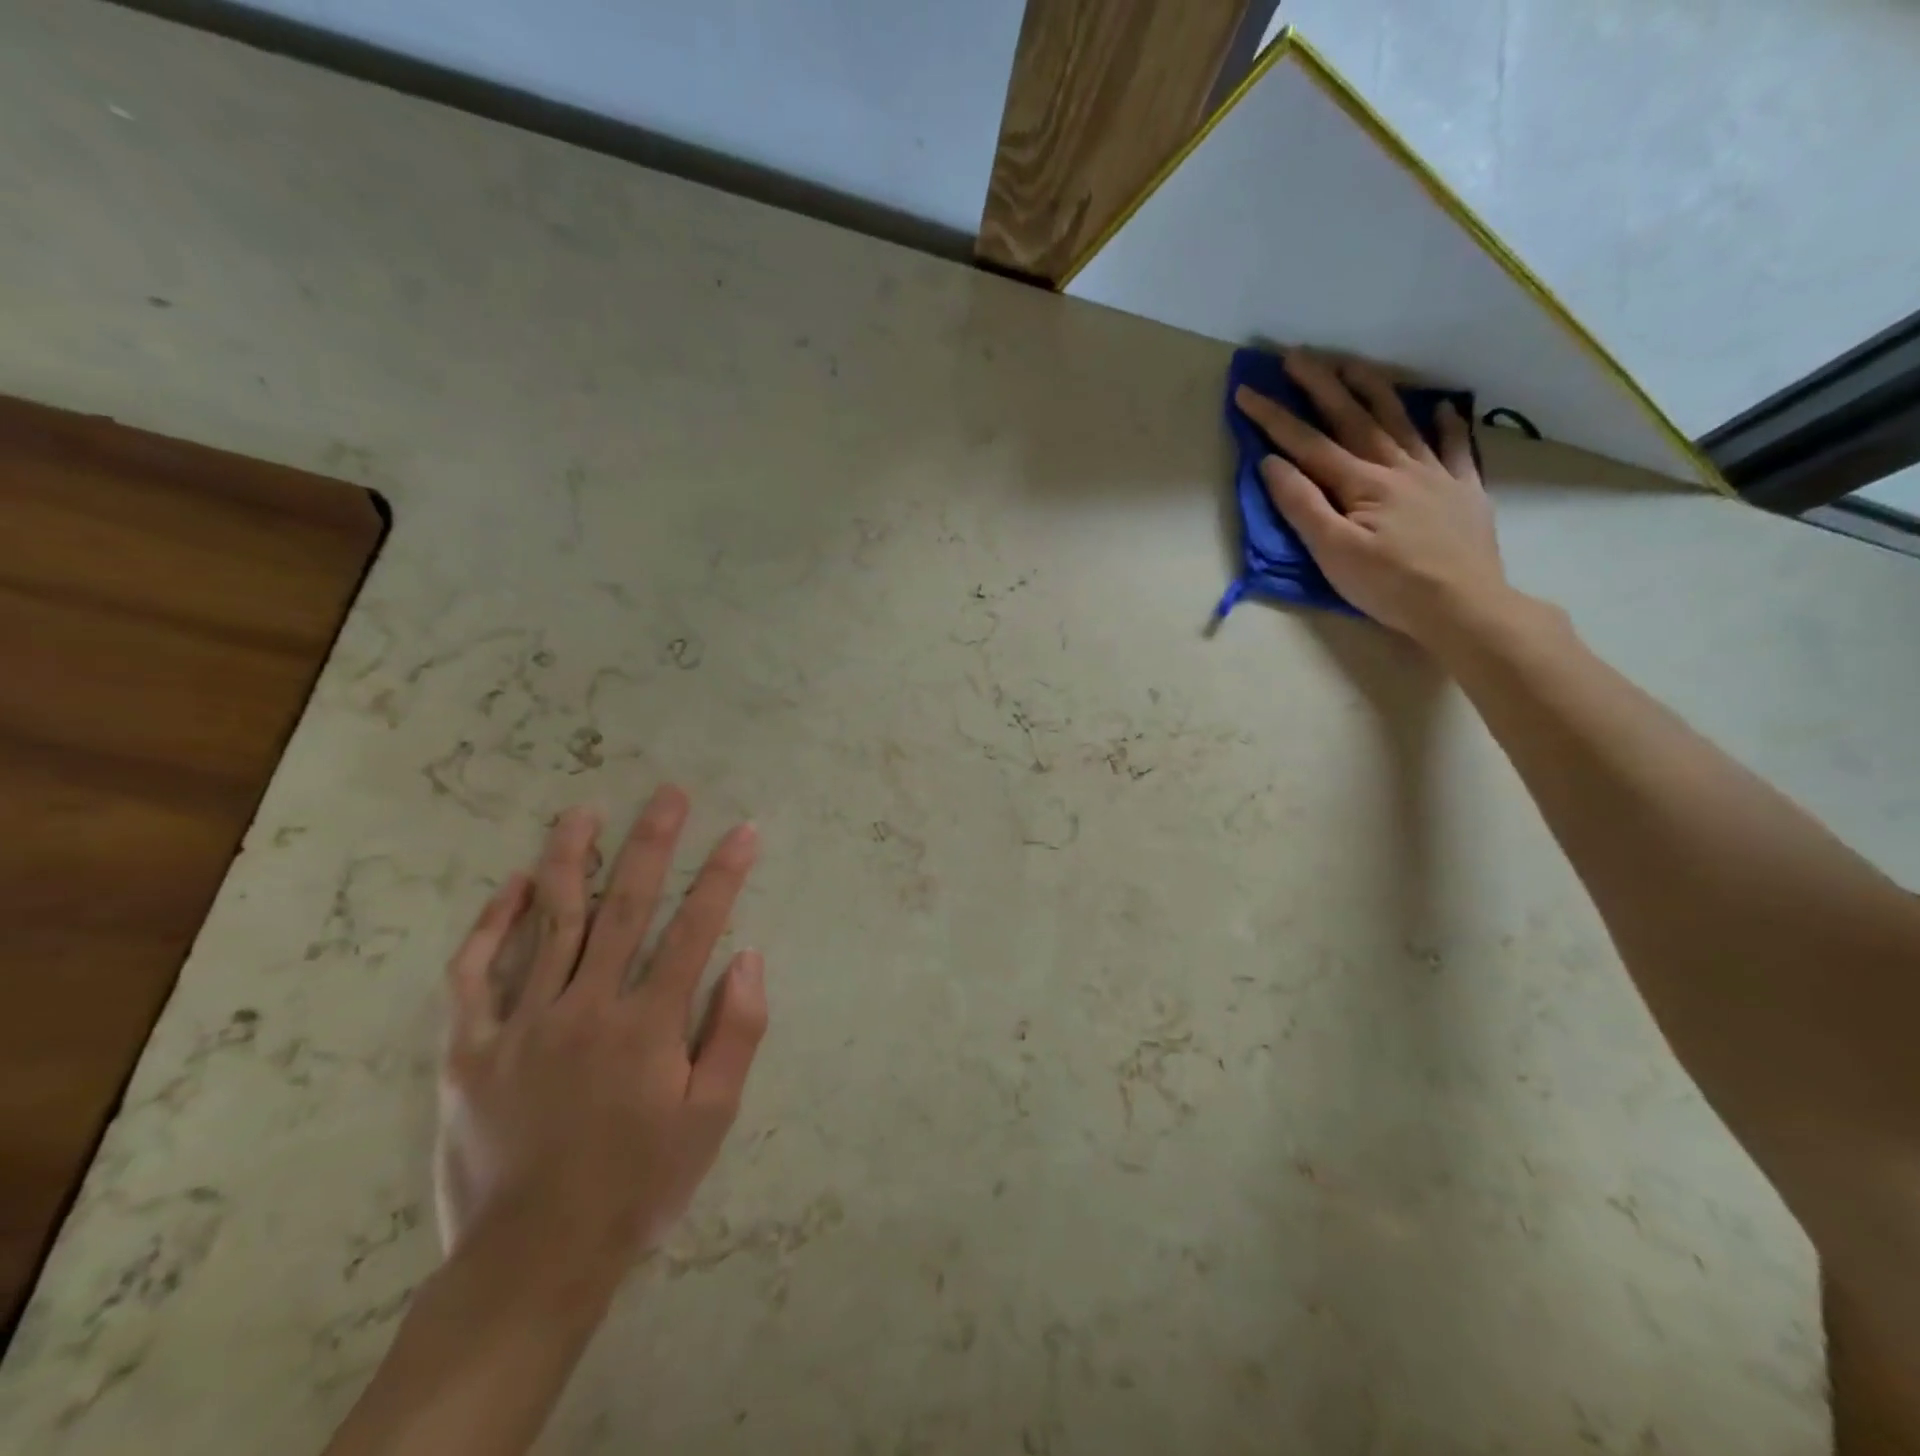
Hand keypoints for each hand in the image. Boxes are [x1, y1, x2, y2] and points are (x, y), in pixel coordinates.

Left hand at [434, 787, 766, 1290]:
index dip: (724, 875)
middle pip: (625, 906)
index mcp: (647, 1024)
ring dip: (571, 859)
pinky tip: (513, 884)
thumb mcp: (711, 1118)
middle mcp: (586, 1007)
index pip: (696, 928)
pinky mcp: (470, 1046)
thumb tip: (749, 957)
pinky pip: (476, 971)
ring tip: (584, 811)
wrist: (534, 1258)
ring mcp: (522, 1022)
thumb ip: (736, 1033)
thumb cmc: (639, 1183)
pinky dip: (494, 922)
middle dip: (653, 842)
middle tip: (669, 793)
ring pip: (550, 921)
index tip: (744, 831)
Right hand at [1234, 349, 1508, 647]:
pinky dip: (1448, 424)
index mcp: (1361, 484)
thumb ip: (1303, 505)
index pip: (1309, 443)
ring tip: (1353, 364)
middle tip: (1297, 355)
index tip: (1247, 391)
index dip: (1275, 417)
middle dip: (1322, 384)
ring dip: (1374, 389)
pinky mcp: (1464, 490)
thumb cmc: (1389, 586)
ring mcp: (1436, 474)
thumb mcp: (1333, 553)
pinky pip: (1457, 447)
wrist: (1464, 606)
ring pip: (1401, 421)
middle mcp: (1398, 467)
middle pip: (1354, 417)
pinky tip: (1442, 407)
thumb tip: (1273, 463)